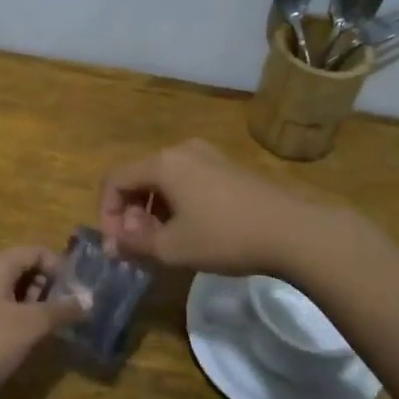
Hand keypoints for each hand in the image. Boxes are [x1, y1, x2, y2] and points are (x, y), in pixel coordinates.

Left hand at [0, 247, 87, 398]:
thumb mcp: (29, 326)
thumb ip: (60, 310)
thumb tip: (88, 300)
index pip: (37, 251)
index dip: (62, 268)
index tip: (80, 295)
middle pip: (24, 269)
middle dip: (49, 289)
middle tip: (68, 316)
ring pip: (12, 293)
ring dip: (34, 308)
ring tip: (51, 333)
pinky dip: (17, 322)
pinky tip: (25, 346)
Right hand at [98, 138, 319, 274]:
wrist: (292, 231)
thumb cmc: (225, 236)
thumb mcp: (173, 248)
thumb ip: (135, 245)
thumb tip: (113, 245)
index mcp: (163, 163)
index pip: (115, 180)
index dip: (106, 213)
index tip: (118, 245)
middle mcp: (182, 150)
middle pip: (139, 177)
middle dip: (131, 213)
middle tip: (140, 246)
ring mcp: (208, 156)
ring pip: (164, 180)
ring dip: (154, 210)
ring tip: (164, 243)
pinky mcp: (228, 168)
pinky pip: (187, 180)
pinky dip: (177, 203)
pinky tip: (191, 231)